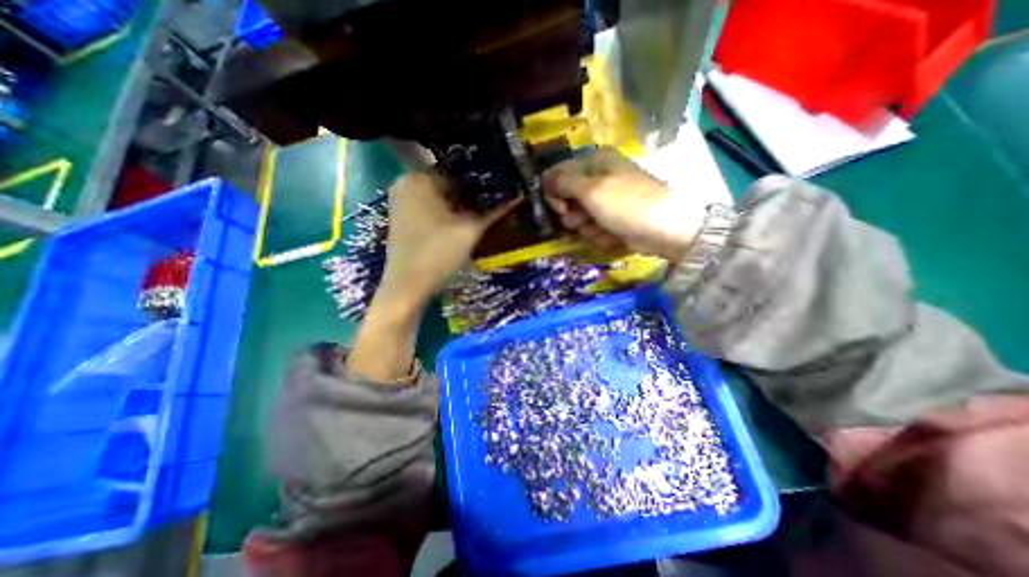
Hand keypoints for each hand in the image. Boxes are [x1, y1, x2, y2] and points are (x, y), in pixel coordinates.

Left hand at [348, 173, 515, 382]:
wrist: (408, 285)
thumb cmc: (438, 253)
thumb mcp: (470, 230)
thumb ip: (494, 211)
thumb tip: (518, 196)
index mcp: (419, 177)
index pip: (459, 171)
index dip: (481, 182)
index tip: (499, 192)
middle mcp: (405, 182)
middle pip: (448, 183)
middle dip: (471, 194)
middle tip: (493, 204)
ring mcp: (401, 200)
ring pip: (439, 196)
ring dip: (459, 204)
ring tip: (481, 213)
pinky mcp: (402, 216)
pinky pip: (429, 206)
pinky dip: (445, 212)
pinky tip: (460, 223)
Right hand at [541, 146, 713, 261]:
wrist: (665, 230)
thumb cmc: (626, 204)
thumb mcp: (592, 190)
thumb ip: (563, 183)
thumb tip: (543, 179)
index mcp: (596, 161)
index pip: (560, 174)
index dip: (554, 192)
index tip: (558, 207)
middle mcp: (600, 178)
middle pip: (568, 198)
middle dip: (573, 214)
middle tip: (583, 219)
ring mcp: (607, 201)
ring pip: (580, 218)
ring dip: (588, 228)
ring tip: (603, 229)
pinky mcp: (613, 220)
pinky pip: (594, 229)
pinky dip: (601, 235)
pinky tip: (613, 236)